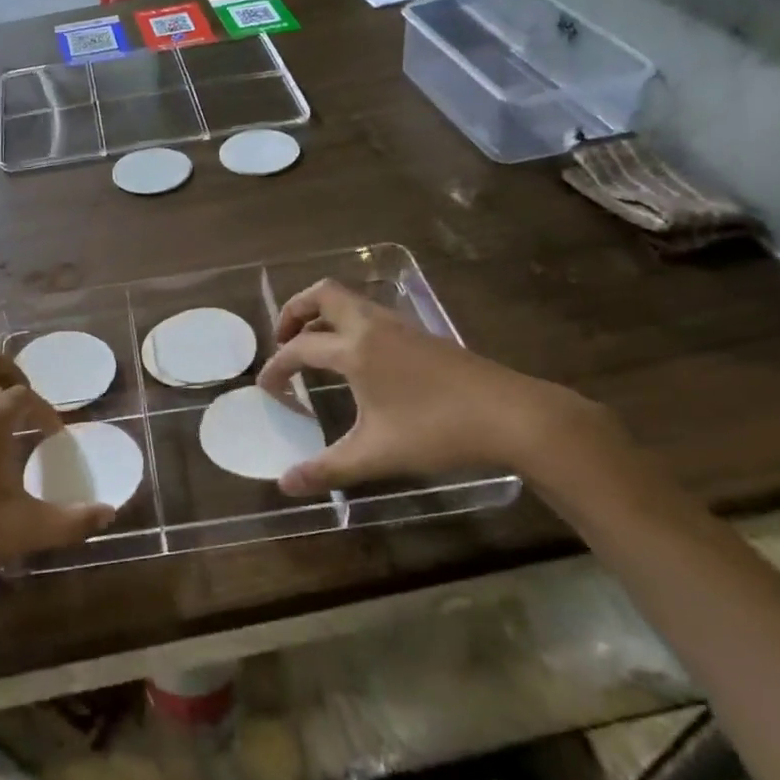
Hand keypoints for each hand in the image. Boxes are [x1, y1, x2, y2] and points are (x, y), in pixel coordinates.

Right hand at [257, 280, 598, 494]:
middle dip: (294, 310)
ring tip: (314, 348)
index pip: (300, 349)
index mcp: (355, 350)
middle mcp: (373, 327)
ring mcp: (401, 327)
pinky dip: (349, 324)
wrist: (513, 416)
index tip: (265, 388)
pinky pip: (372, 314)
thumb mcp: (375, 455)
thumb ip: (326, 469)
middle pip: (323, 294)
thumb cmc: (437, 432)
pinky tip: (358, 359)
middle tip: (282, 340)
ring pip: (351, 301)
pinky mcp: (422, 335)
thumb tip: (284, 485)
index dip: (276, 367)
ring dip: (323, 316)